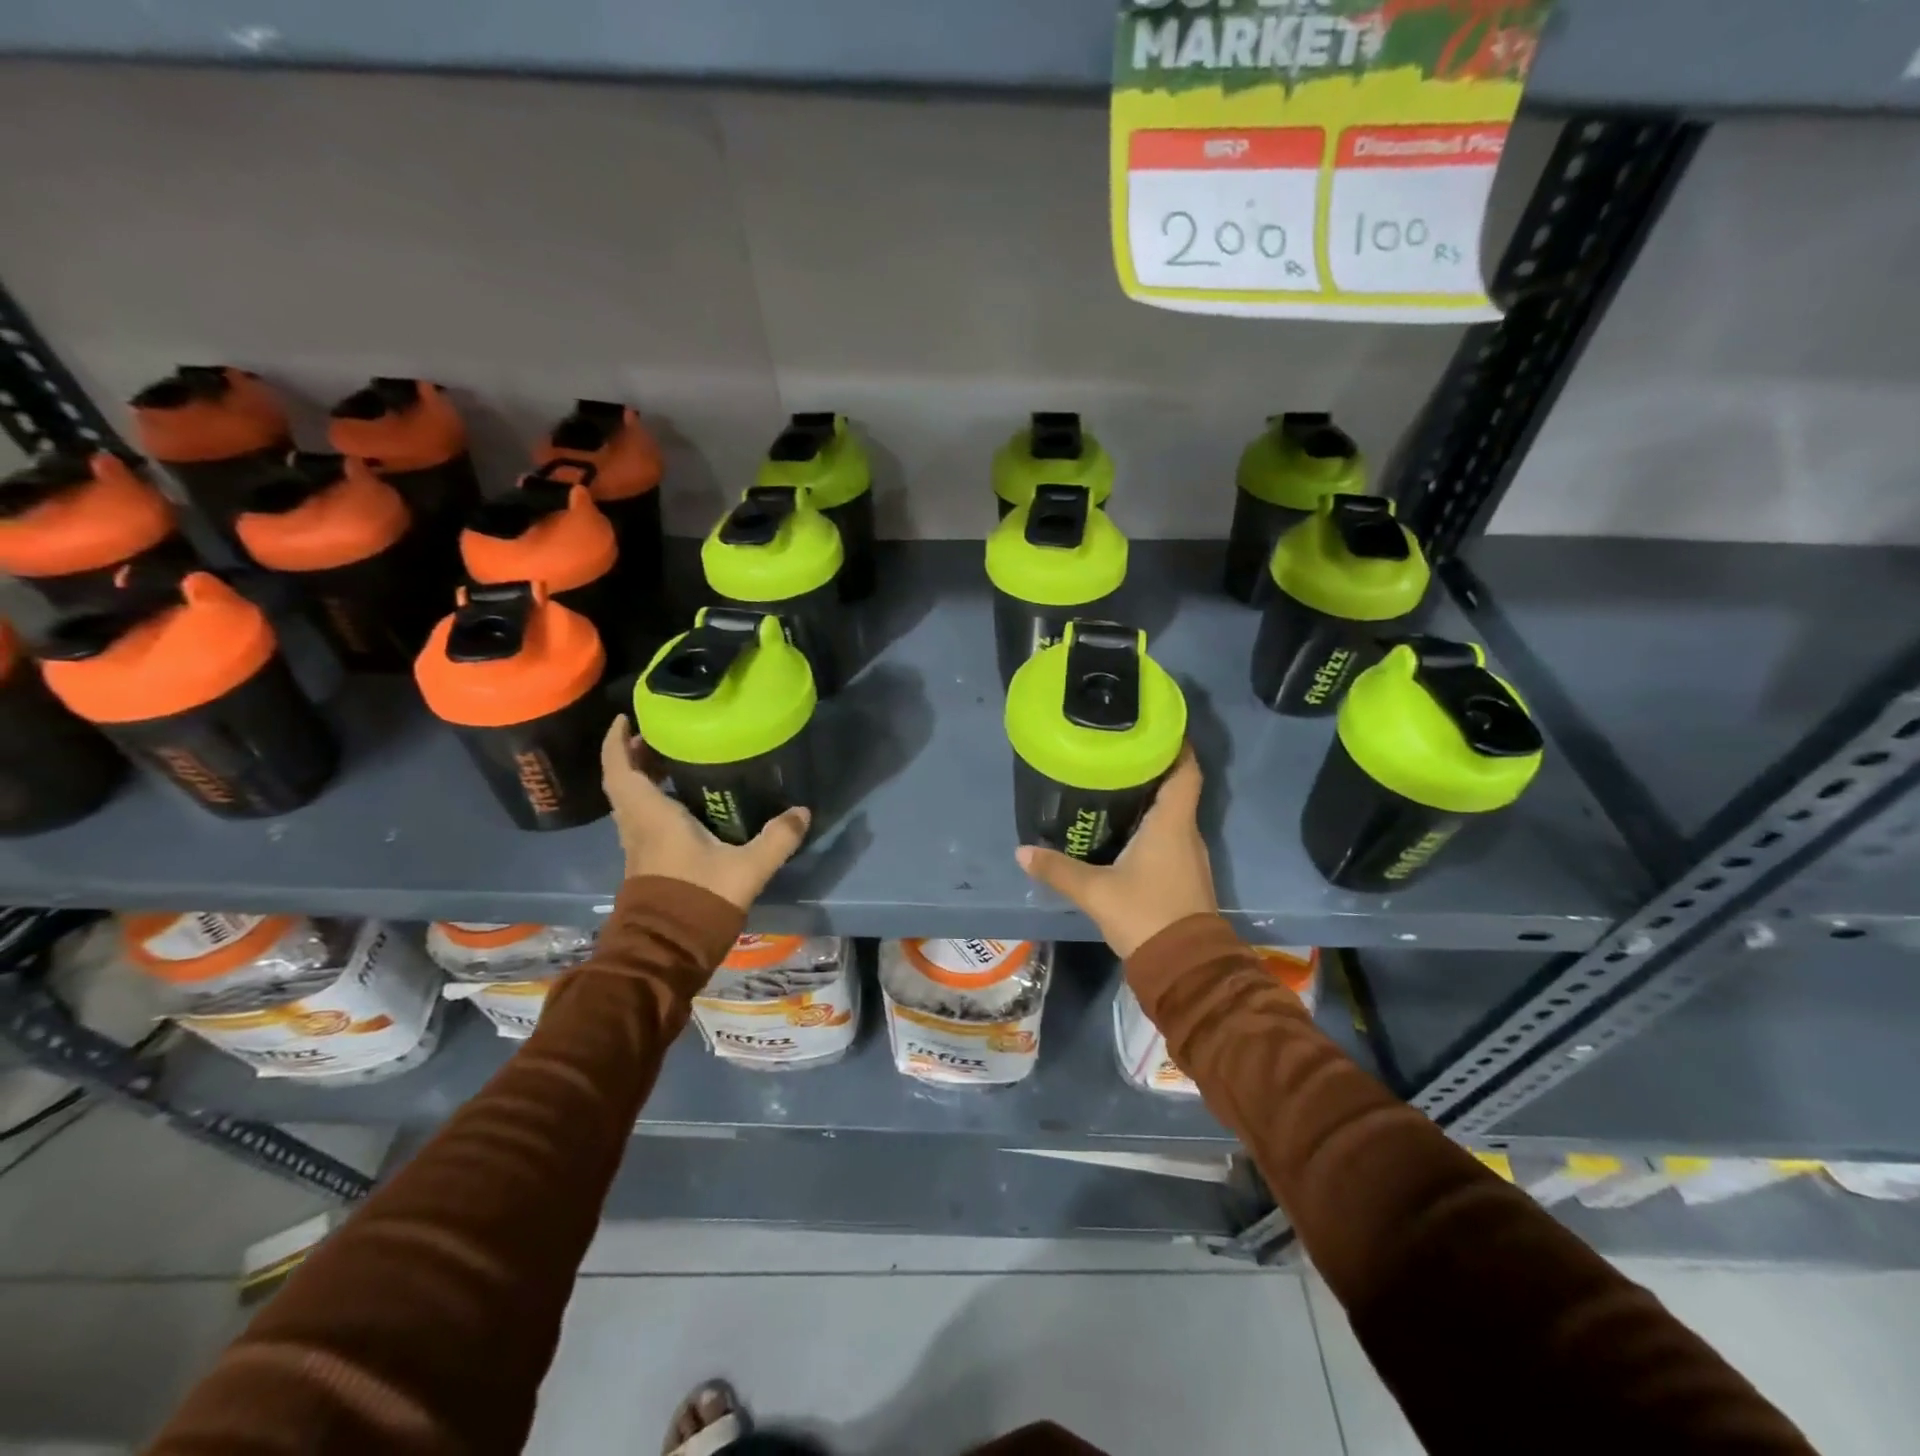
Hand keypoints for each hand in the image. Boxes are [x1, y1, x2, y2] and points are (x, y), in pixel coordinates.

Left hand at [601, 718, 810, 912]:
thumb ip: (777, 838)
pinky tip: (685, 804)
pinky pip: (643, 820)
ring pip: (632, 802)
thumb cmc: (698, 899)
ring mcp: (638, 847)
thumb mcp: (748, 867)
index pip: (620, 769)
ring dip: (644, 779)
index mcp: (651, 816)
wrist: (666, 952)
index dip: (616, 741)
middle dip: (636, 755)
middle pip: (624, 782)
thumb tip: (802, 811)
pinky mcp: (647, 864)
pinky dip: (654, 802)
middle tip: (662, 736)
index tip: (625, 718)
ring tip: (675, 762)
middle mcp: (637, 826)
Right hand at [1015, 744, 1215, 958]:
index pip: (1186, 771)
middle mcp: (1187, 833)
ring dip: (1151, 801)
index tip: (1154, 729)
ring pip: (1172, 816)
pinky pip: (1170, 839)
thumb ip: (1058, 870)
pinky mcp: (1186, 877)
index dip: (1175, 746)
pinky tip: (1124, 834)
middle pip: (1177, 789)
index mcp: (1172, 824)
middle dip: (1151, 770)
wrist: (1184, 967)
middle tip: (1116, 757)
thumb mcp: (1095, 892)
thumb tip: (1022, 852)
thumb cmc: (1145, 915)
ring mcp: (1190, 857)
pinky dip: (1152, 828)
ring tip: (1114, 789)